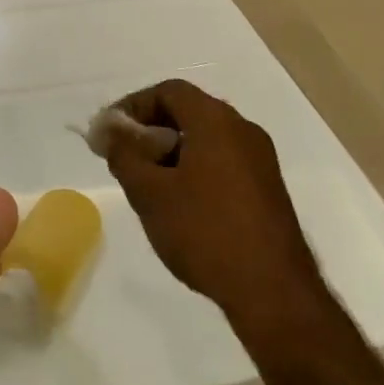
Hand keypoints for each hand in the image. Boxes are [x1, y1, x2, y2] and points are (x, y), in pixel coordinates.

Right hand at [104, 80, 321, 325]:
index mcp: (216, 120)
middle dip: (151, 129)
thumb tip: (108, 130)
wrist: (275, 293)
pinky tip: (181, 204)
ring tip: (148, 184)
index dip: (133, 105)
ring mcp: (260, 160)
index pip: (168, 90)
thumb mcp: (150, 193)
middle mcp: (243, 129)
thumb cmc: (205, 232)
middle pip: (188, 111)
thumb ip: (123, 154)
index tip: (110, 133)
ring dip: (172, 151)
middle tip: (124, 158)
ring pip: (206, 138)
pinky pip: (223, 161)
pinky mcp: (268, 188)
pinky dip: (195, 168)